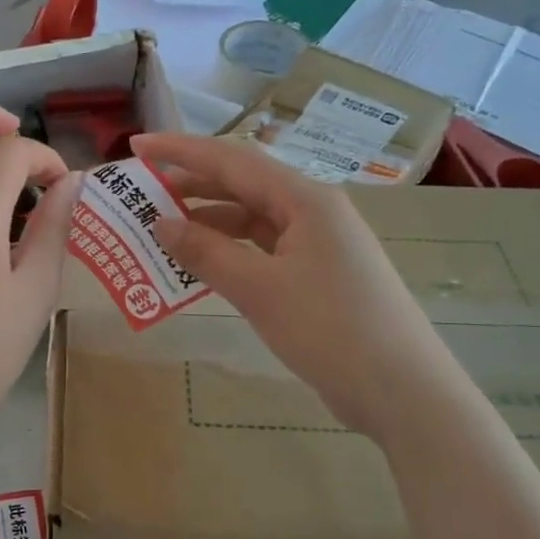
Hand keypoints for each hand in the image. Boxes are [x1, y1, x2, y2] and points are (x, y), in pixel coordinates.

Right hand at [133, 132, 452, 440]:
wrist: (403, 392)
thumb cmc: (332, 331)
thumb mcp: (260, 290)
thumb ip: (207, 253)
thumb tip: (160, 223)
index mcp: (305, 200)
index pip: (232, 160)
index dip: (181, 150)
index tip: (136, 145)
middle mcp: (313, 211)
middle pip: (242, 185)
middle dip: (190, 185)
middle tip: (141, 192)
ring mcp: (318, 244)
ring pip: (252, 219)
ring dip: (207, 221)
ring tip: (160, 229)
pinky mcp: (318, 275)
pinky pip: (263, 249)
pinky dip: (229, 251)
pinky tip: (201, 264)